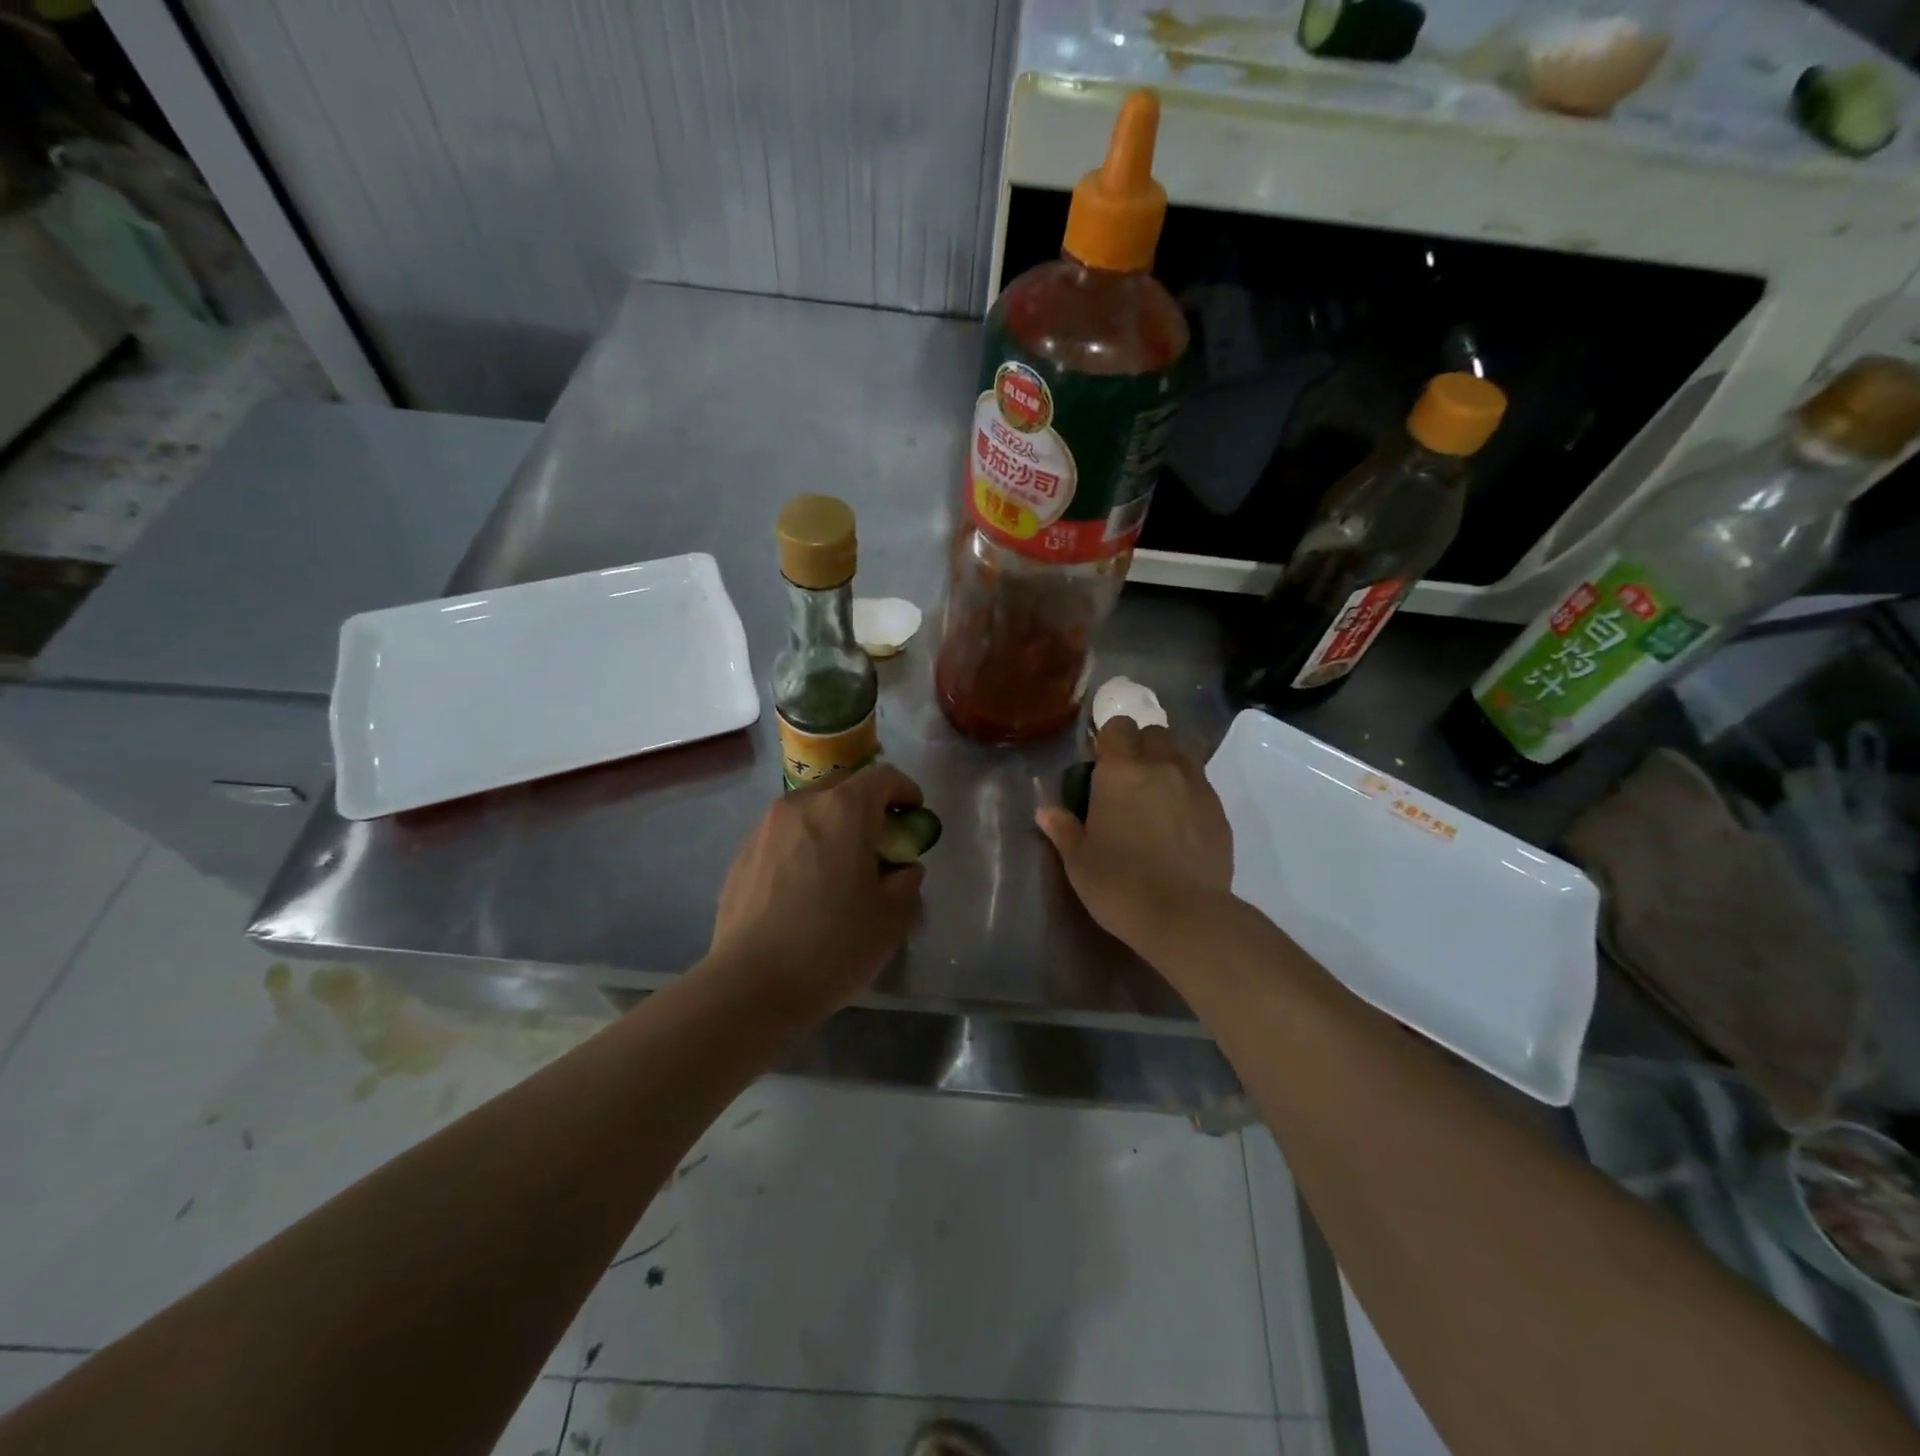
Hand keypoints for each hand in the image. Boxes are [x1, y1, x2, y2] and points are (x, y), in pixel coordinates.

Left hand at [707, 763, 926, 1013]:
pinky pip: (784, 837)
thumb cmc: (833, 945)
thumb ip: (907, 882)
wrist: (751, 985)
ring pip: (810, 812)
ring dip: (832, 828)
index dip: (905, 791)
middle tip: (879, 845)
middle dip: (867, 809)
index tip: (914, 815)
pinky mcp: (741, 854)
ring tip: (839, 869)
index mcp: (844, 810)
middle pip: (843, 789)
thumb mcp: (892, 918)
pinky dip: (803, 848)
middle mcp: (802, 805)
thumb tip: (903, 869)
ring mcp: (765, 828)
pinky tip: (804, 890)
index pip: (883, 777)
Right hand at [1035, 718, 1234, 964]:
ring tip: (1157, 793)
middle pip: (1155, 733)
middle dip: (1141, 746)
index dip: (1108, 740)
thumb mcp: (1079, 861)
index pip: (1117, 727)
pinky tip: (1180, 821)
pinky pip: (1201, 783)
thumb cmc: (1119, 885)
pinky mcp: (1219, 810)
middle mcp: (1161, 766)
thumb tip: (1046, 812)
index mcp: (1120, 772)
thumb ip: (1064, 830)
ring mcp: (1196, 786)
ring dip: (1168, 762)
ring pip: (1183, 753)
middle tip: (1129, 778)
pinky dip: (1189, 790)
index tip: (1101, 763)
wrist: (1185, 916)